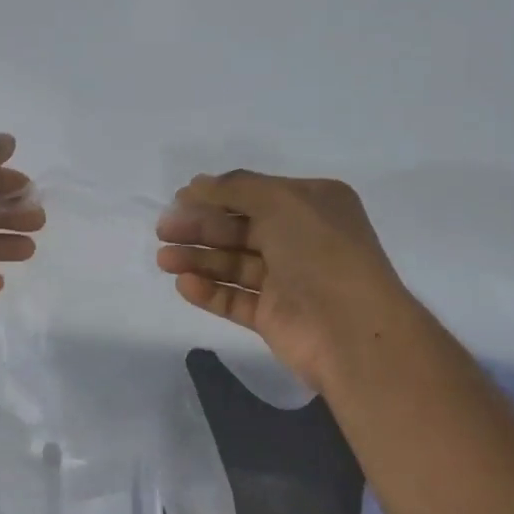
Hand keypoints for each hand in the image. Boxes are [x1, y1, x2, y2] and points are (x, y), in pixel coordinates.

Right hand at [155, 171, 426, 395]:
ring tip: (164, 259)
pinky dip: (210, 291)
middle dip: (201, 228)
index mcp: (313, 205)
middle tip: (163, 231)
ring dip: (199, 260)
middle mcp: (301, 240)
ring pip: (234, 265)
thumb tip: (197, 185)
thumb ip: (237, 189)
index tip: (178, 199)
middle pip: (240, 230)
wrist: (350, 329)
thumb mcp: (282, 202)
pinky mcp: (273, 316)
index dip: (216, 196)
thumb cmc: (321, 253)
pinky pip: (236, 299)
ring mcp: (287, 281)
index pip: (256, 195)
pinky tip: (184, 285)